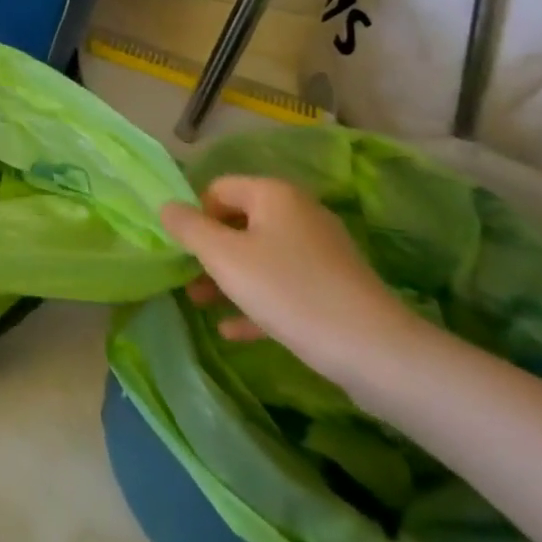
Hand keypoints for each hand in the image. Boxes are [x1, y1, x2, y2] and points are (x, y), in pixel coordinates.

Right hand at [160, 177, 421, 385]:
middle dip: (209, 252)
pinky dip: (257, 301)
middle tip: (187, 280)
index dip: (195, 216)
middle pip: (239, 223)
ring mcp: (321, 252)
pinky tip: (233, 330)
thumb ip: (189, 228)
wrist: (376, 352)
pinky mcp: (335, 288)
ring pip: (260, 257)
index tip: (182, 250)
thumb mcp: (224, 257)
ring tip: (201, 305)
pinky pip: (284, 286)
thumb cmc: (288, 291)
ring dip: (227, 279)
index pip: (218, 188)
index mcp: (273, 194)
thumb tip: (166, 206)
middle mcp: (299, 213)